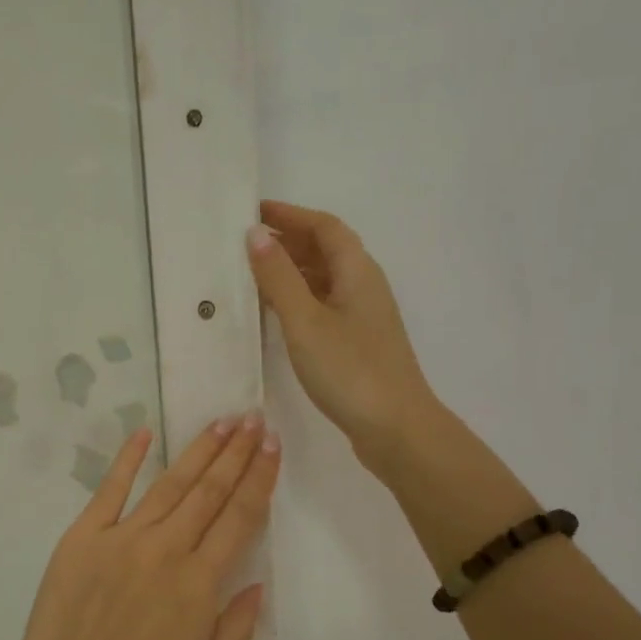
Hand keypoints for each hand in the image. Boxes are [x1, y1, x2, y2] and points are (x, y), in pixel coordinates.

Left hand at [0, 415, 278, 639]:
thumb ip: (236, 624)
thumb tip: (258, 583)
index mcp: (201, 582)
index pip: (240, 516)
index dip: (260, 477)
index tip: (273, 445)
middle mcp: (168, 548)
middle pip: (209, 490)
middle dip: (236, 451)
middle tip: (253, 418)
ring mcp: (123, 538)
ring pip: (170, 484)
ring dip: (198, 450)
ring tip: (221, 422)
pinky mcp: (83, 537)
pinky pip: (110, 490)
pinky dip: (128, 460)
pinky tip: (144, 433)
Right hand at [246, 200, 440, 466]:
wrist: (396, 428)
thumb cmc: (349, 369)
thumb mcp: (305, 320)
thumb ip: (279, 277)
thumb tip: (256, 234)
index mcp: (357, 271)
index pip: (324, 227)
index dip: (290, 215)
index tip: (253, 212)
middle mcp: (363, 286)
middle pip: (326, 250)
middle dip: (288, 240)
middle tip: (244, 242)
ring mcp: (362, 316)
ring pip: (324, 279)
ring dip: (291, 270)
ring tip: (252, 273)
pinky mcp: (357, 342)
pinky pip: (323, 304)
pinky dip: (298, 298)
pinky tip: (275, 312)